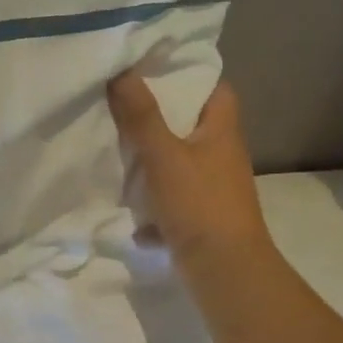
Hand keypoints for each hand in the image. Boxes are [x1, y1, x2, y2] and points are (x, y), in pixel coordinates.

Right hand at [107, 72, 275, 276]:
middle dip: (160, 117)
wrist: (225, 272)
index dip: (190, 75)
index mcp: (222, 132)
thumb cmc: (199, 204)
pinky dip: (154, 204)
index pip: (216, 89)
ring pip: (180, 162)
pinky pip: (174, 199)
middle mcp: (223, 156)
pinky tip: (132, 211)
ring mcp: (214, 188)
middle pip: (193, 124)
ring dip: (153, 160)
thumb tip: (122, 71)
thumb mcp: (163, 155)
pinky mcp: (202, 217)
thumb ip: (141, 115)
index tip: (153, 69)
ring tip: (117, 149)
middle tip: (123, 105)